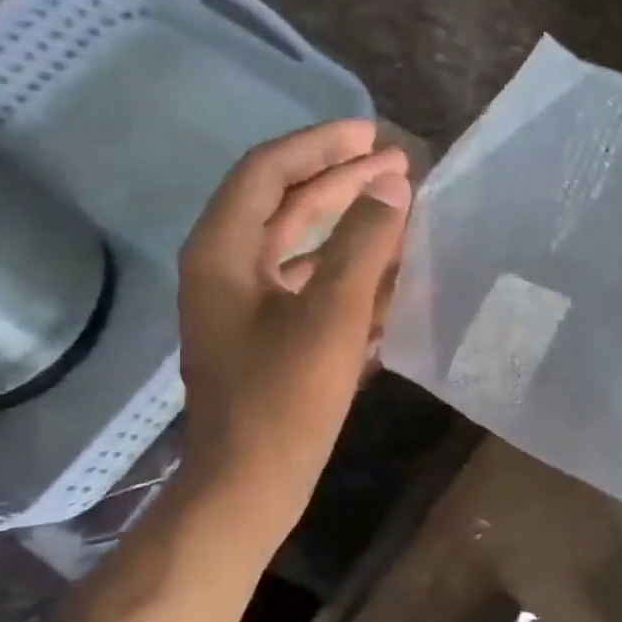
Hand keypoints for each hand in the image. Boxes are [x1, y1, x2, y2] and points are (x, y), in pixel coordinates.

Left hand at [176, 120, 410, 530]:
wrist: (249, 485)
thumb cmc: (285, 399)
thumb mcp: (332, 315)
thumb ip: (363, 245)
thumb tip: (391, 188)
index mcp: (224, 252)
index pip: (269, 171)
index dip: (322, 146)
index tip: (374, 136)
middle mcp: (226, 268)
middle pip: (285, 203)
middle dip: (341, 179)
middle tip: (397, 164)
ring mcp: (245, 304)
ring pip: (299, 243)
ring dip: (347, 222)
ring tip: (398, 208)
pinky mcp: (266, 335)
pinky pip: (308, 282)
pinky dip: (345, 268)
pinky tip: (386, 271)